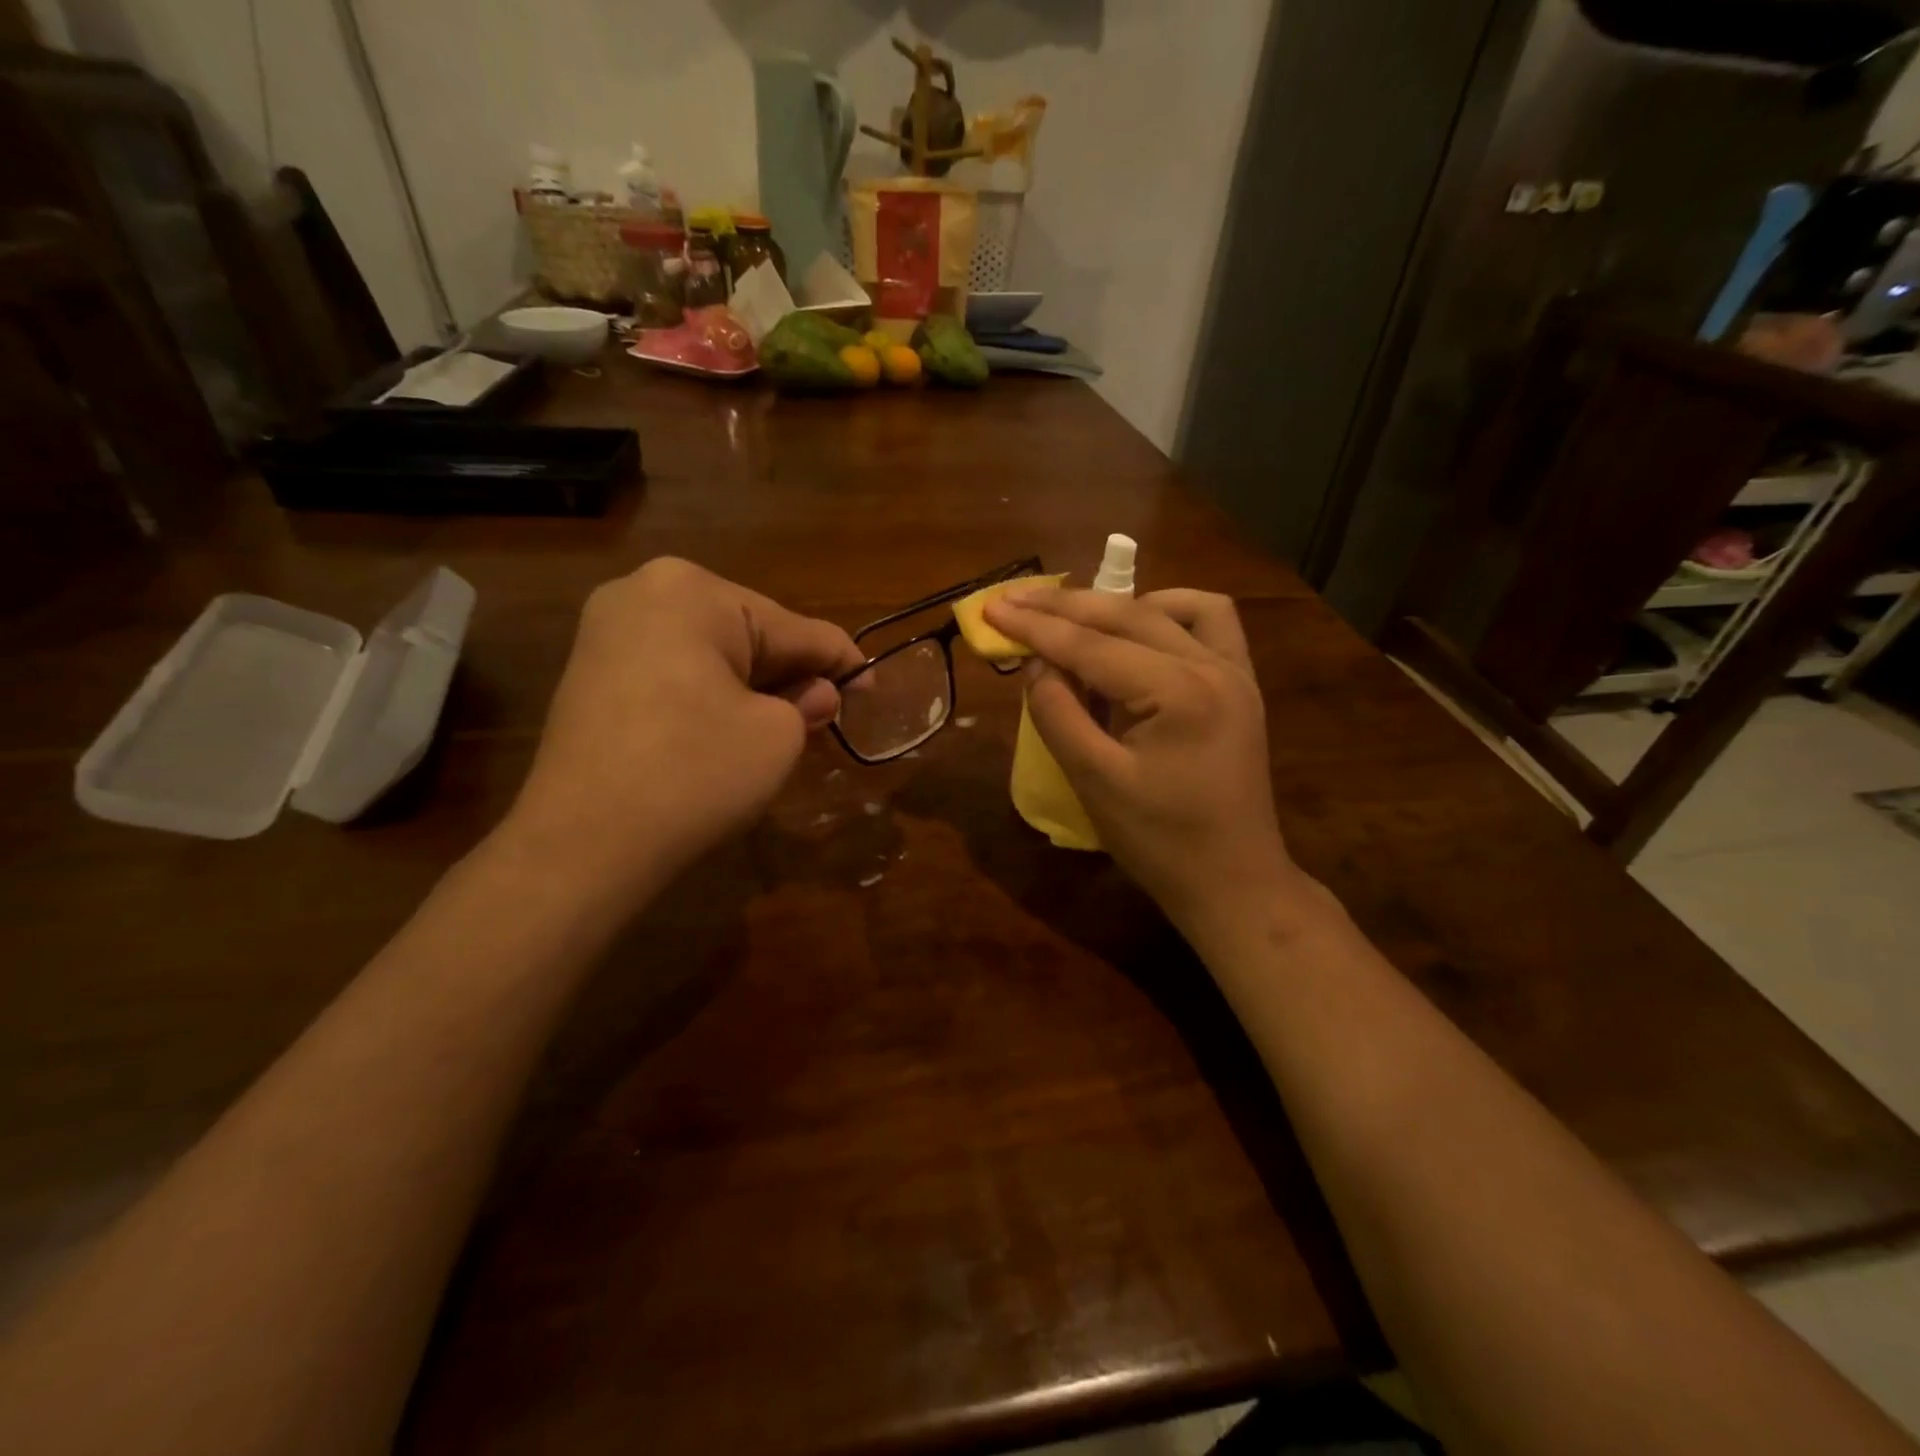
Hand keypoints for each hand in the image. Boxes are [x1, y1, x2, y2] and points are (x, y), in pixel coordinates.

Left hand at [503, 559, 863, 901]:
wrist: (582, 846)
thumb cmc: (694, 774)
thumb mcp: (776, 736)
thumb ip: (808, 702)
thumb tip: (819, 695)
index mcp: (693, 591)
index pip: (794, 627)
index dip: (841, 663)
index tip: (874, 687)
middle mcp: (643, 591)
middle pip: (750, 635)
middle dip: (793, 675)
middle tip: (832, 715)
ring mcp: (608, 632)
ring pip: (712, 654)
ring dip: (755, 688)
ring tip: (791, 726)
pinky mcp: (591, 673)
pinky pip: (675, 672)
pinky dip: (712, 696)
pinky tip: (735, 729)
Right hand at [982, 587, 1299, 934]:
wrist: (1234, 883)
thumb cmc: (1160, 844)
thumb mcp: (1094, 782)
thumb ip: (1058, 714)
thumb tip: (1037, 663)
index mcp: (1179, 693)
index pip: (1092, 646)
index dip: (1036, 627)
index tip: (991, 610)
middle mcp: (1214, 667)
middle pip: (1128, 615)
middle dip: (1064, 606)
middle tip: (1012, 600)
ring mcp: (1236, 673)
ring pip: (1171, 609)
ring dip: (1118, 605)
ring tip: (1074, 618)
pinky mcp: (1242, 686)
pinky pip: (1211, 625)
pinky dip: (1169, 615)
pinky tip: (1139, 629)